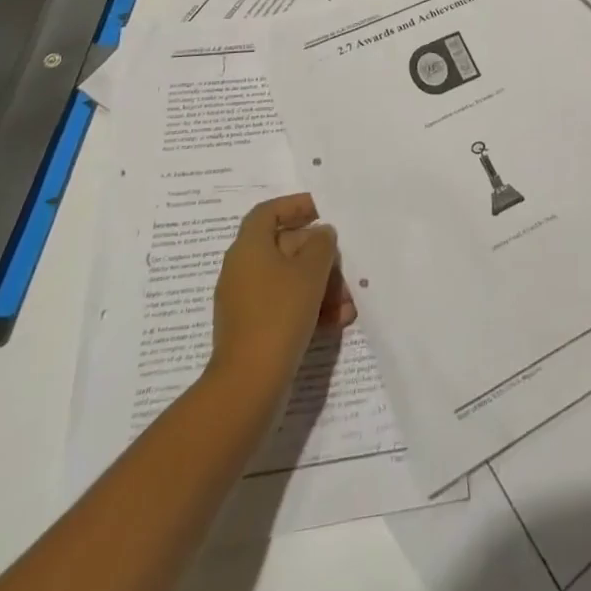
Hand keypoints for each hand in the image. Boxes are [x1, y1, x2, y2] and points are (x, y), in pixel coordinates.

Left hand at [207, 193, 353, 403]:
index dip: (295, 206)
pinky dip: (310, 308)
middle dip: (320, 256)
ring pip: (290, 280)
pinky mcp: (254, 329)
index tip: (323, 210)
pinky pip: (286, 306)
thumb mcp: (311, 271)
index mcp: (249, 248)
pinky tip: (337, 321)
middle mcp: (243, 270)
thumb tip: (321, 234)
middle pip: (285, 247)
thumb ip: (322, 243)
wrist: (249, 384)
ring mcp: (246, 302)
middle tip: (345, 267)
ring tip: (348, 303)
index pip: (268, 212)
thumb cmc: (280, 313)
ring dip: (322, 286)